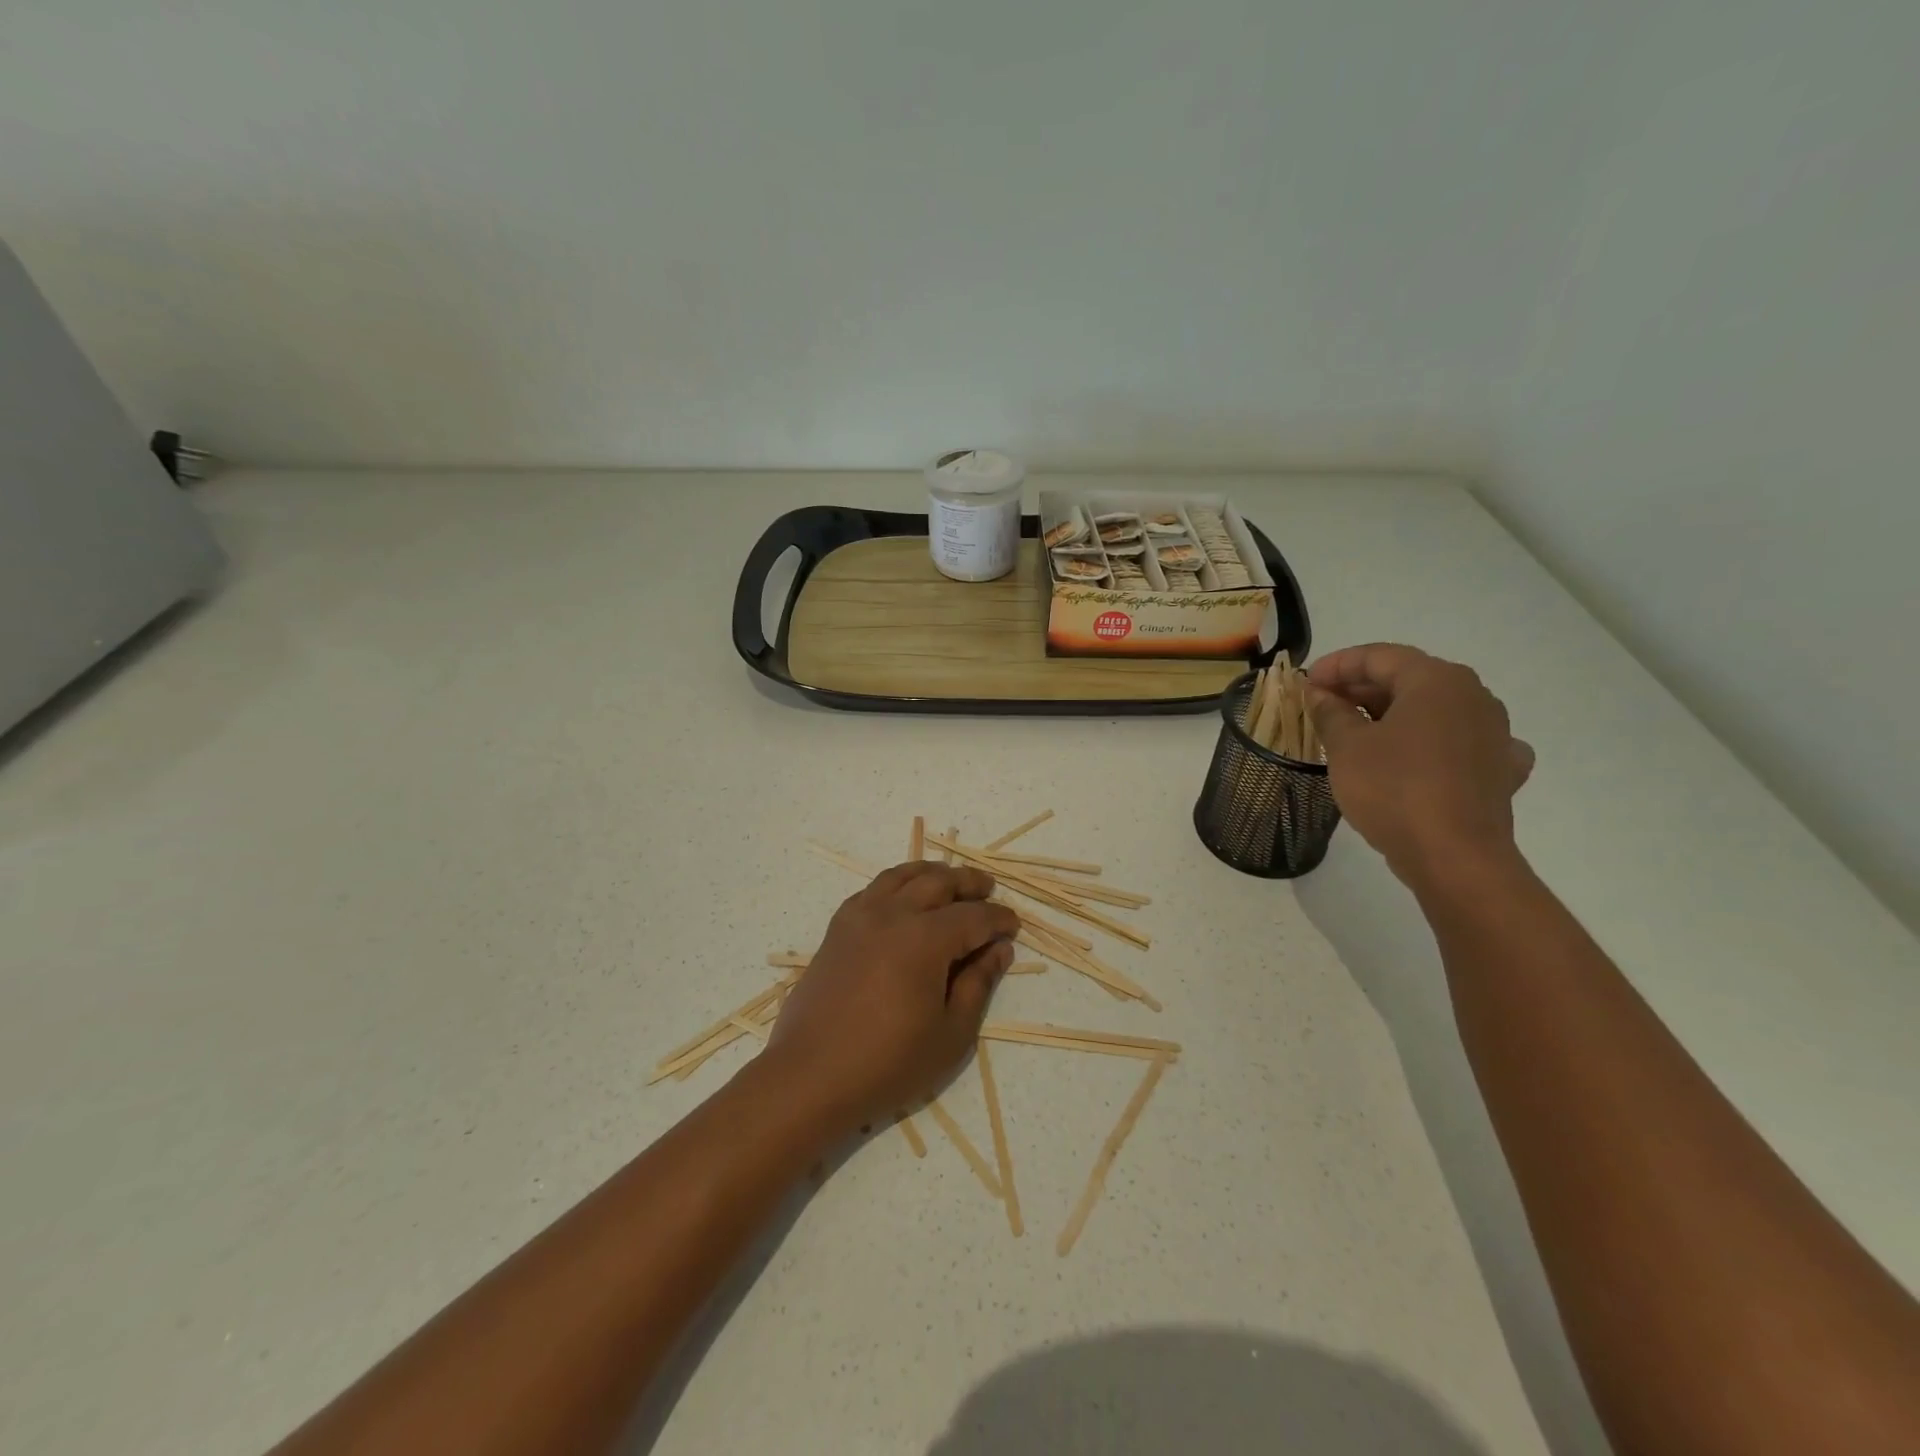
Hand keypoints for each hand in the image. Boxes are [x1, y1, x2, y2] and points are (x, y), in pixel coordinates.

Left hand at [766, 862, 1019, 1135]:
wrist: (811, 1077)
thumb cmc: (888, 1063)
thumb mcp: (950, 1034)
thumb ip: (978, 984)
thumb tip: (999, 949)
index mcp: (925, 939)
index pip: (973, 917)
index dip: (998, 919)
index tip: (1013, 926)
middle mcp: (893, 915)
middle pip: (938, 882)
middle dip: (969, 883)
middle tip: (988, 889)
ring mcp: (860, 917)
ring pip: (902, 876)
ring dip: (931, 873)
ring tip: (950, 880)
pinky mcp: (837, 929)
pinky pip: (872, 890)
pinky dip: (896, 884)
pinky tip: (903, 898)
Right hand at [1305, 643, 1534, 882]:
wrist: (1455, 857)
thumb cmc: (1394, 789)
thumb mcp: (1346, 747)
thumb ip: (1330, 712)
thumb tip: (1320, 694)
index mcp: (1436, 681)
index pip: (1379, 656)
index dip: (1337, 665)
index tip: (1306, 683)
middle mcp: (1473, 697)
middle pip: (1409, 679)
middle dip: (1362, 689)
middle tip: (1322, 705)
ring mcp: (1494, 734)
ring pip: (1434, 710)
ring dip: (1394, 714)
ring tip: (1357, 731)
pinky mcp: (1499, 771)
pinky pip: (1461, 744)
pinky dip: (1434, 743)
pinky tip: (1422, 757)